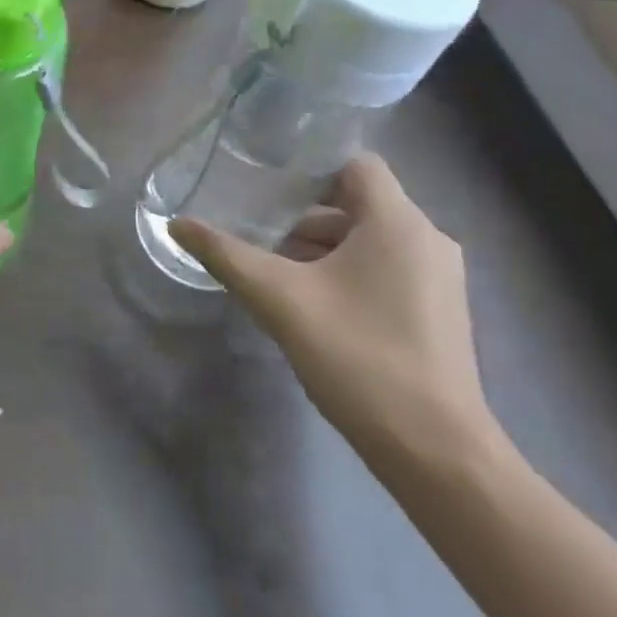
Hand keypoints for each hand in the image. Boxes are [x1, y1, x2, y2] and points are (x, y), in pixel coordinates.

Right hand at [171, 156, 497, 464]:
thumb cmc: (358, 357)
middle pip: (357, 204)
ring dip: (322, 250)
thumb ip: (226, 255)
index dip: (310, 170)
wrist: (436, 452)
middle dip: (303, 218)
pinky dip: (347, 273)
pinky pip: (386, 269)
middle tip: (257, 237)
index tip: (265, 189)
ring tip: (275, 275)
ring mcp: (439, 278)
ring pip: (369, 240)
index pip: (355, 165)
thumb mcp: (279, 299)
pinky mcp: (439, 311)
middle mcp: (427, 239)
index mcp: (398, 222)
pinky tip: (312, 306)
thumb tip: (177, 223)